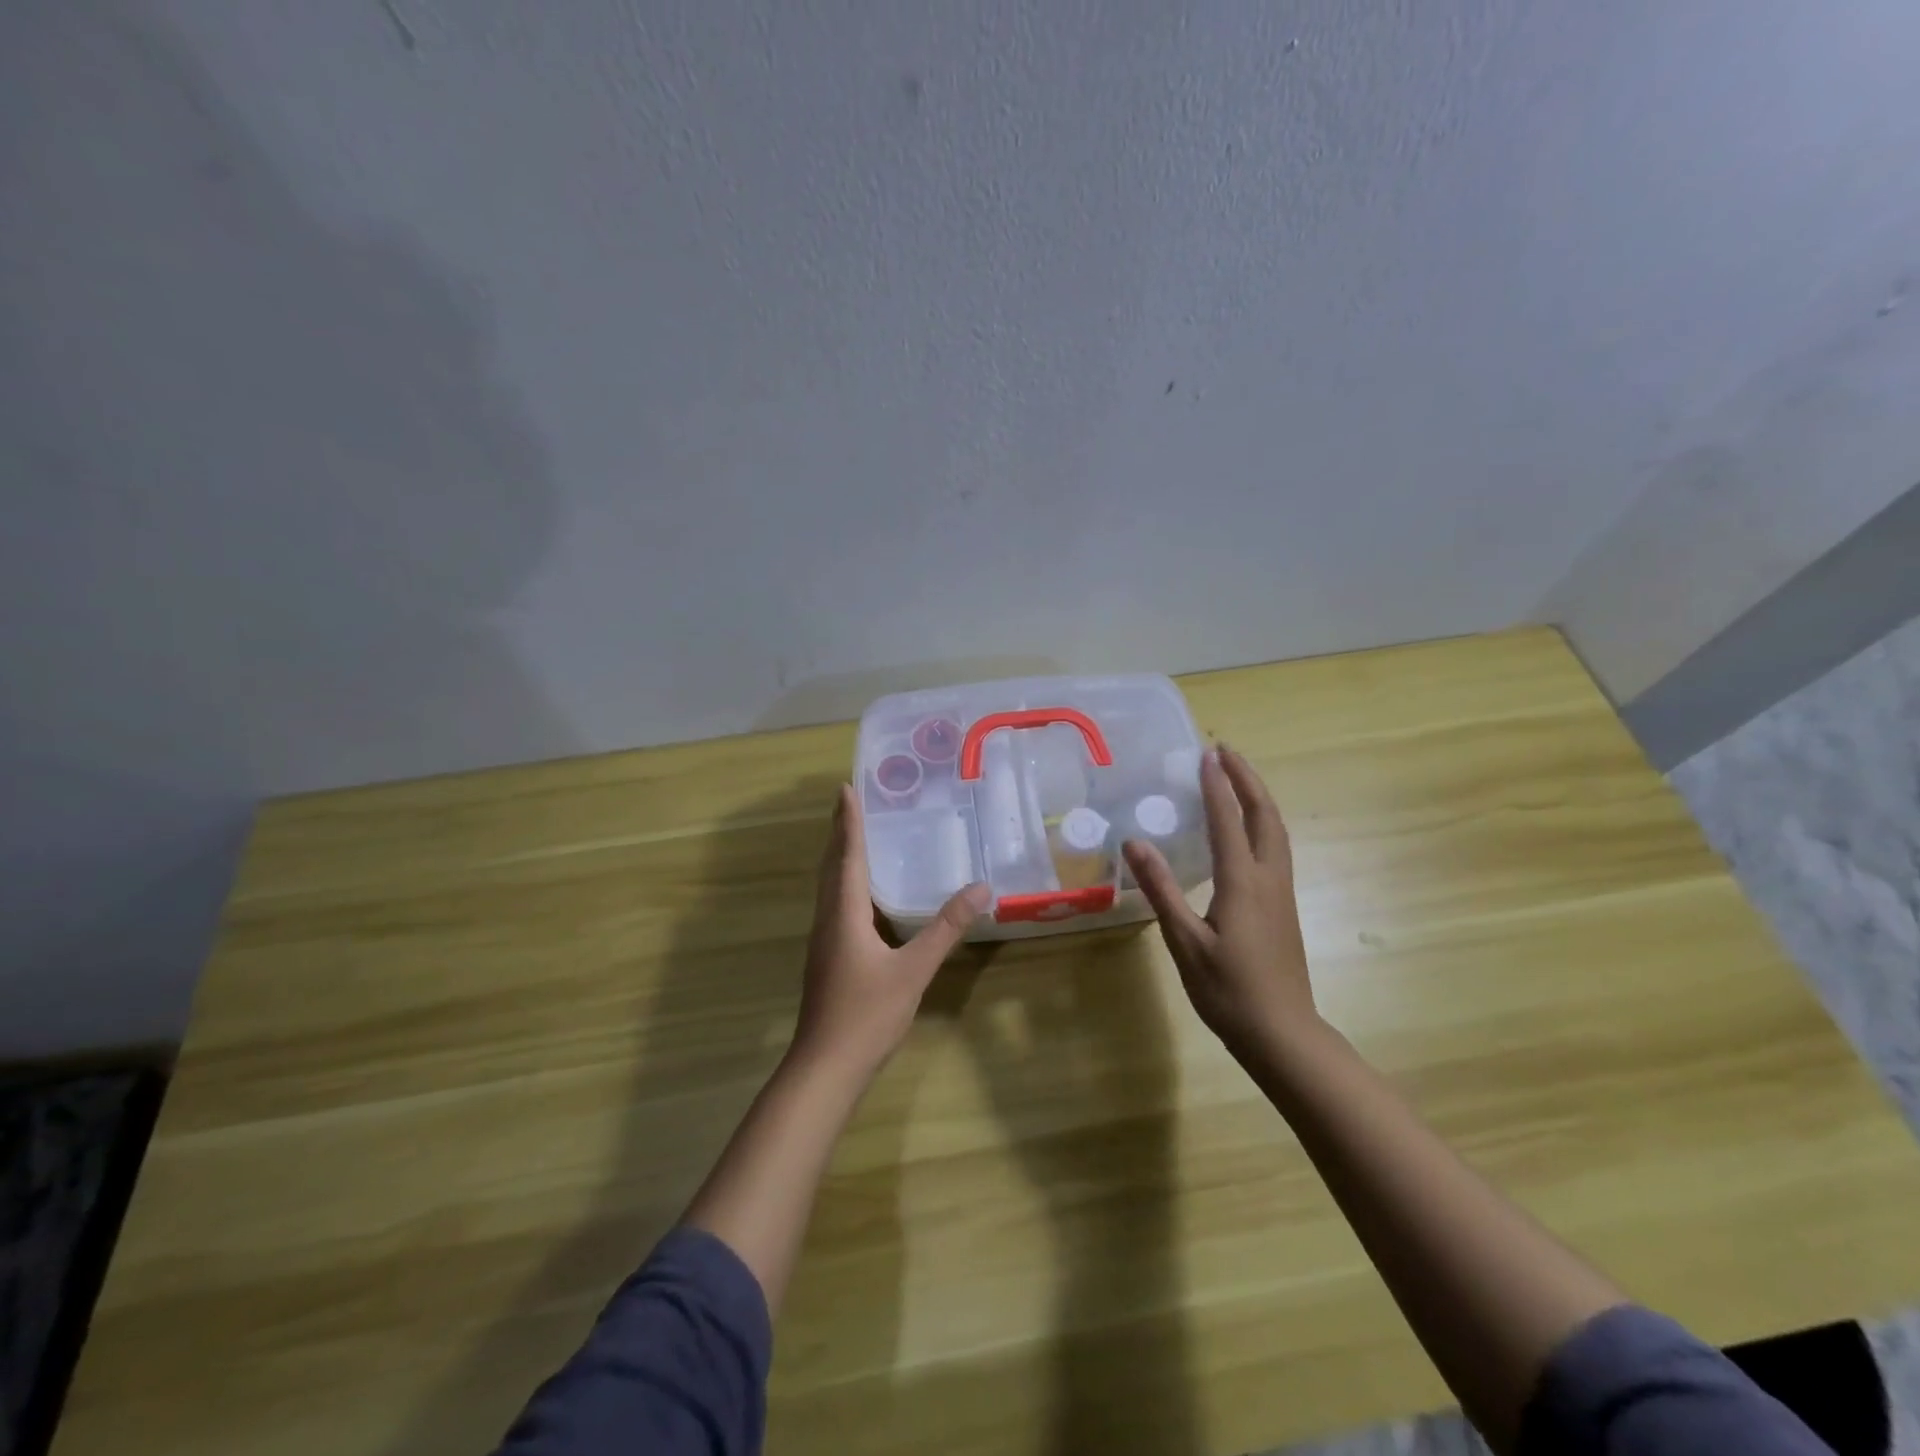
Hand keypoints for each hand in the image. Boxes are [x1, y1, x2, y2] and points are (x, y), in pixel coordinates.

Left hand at [794, 784, 990, 1079]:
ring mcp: (824, 941)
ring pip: (829, 887)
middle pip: (832, 866)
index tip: (846, 788)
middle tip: (851, 802)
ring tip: (855, 836)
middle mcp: (828, 920)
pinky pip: (835, 905)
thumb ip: (945, 929)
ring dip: (840, 857)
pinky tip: (862, 895)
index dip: (849, 821)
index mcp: (844, 914)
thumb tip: (980, 888)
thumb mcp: (913, 970)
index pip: (847, 856)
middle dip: (841, 832)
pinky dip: (845, 883)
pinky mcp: (827, 958)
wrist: (825, 1067)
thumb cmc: (867, 1014)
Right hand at [1123, 746, 1317, 1062]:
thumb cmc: (1228, 990)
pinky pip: (1274, 848)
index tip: (1206, 754)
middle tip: (1226, 753)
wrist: (1282, 1033)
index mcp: (1243, 882)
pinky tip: (1246, 831)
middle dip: (1247, 780)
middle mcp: (1268, 878)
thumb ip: (1161, 889)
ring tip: (1237, 779)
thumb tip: (1135, 841)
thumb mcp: (1184, 941)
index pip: (1229, 820)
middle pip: (1265, 816)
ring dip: (1258, 798)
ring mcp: (1281, 893)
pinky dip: (1261, 823)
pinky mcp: (1283, 907)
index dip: (1217, 785)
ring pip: (1275, 831)